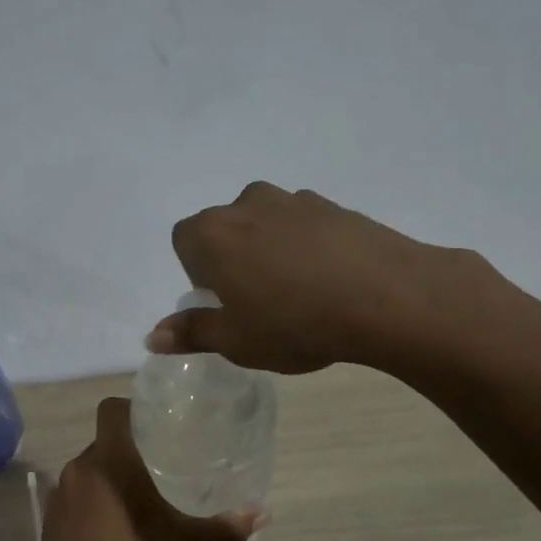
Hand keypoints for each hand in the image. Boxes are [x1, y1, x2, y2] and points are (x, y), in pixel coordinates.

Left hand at [38, 398, 261, 540]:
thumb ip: (224, 528)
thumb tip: (261, 515)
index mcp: (110, 462)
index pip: (110, 410)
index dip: (130, 409)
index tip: (153, 423)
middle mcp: (78, 469)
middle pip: (102, 443)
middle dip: (128, 451)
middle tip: (158, 466)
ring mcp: (59, 496)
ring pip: (88, 472)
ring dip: (109, 479)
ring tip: (139, 499)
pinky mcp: (49, 522)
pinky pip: (74, 498)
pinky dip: (92, 504)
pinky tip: (113, 530)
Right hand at [148, 181, 500, 374]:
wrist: (388, 297)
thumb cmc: (295, 322)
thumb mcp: (236, 341)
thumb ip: (192, 333)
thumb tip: (152, 337)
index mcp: (213, 233)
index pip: (183, 241)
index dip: (198, 274)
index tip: (224, 303)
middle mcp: (246, 204)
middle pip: (224, 229)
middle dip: (232, 260)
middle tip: (258, 303)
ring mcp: (293, 200)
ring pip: (265, 224)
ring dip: (269, 251)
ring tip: (298, 294)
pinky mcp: (334, 205)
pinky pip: (303, 226)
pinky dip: (305, 247)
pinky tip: (330, 282)